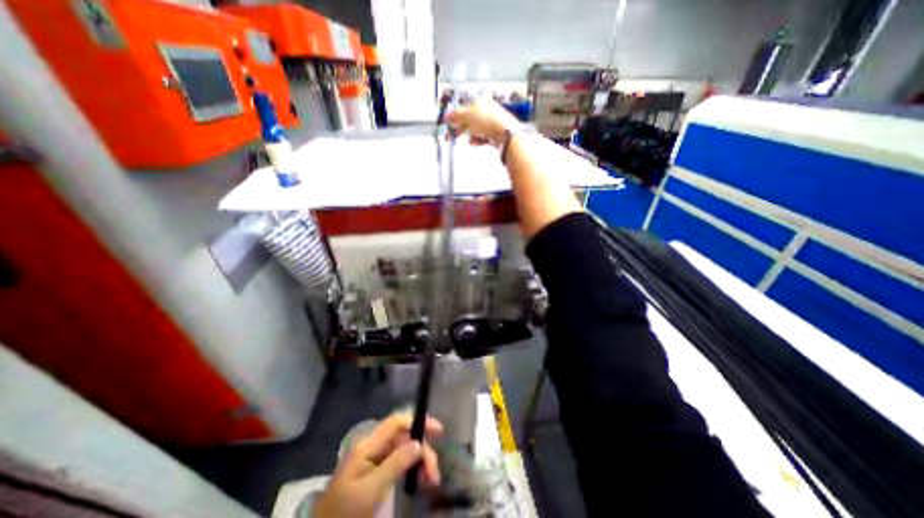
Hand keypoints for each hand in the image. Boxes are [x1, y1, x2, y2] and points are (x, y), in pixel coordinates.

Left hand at [314, 413, 443, 517]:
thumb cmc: (344, 514)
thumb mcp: (370, 491)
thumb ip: (395, 464)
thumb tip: (419, 443)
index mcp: (368, 446)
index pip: (397, 422)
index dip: (417, 421)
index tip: (438, 431)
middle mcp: (373, 447)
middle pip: (404, 437)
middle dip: (422, 450)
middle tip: (435, 476)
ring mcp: (374, 460)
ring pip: (404, 450)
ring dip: (420, 461)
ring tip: (431, 482)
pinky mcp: (376, 473)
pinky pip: (399, 463)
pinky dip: (412, 469)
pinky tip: (419, 481)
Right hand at [446, 98, 518, 144]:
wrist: (505, 134)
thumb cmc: (488, 121)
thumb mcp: (468, 116)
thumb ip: (456, 115)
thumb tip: (448, 114)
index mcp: (480, 102)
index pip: (465, 108)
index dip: (456, 116)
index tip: (450, 123)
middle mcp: (487, 110)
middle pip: (471, 119)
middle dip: (463, 127)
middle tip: (456, 134)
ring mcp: (492, 122)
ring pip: (477, 129)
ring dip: (471, 135)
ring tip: (469, 139)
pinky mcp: (496, 133)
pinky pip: (484, 136)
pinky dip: (479, 140)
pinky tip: (476, 142)